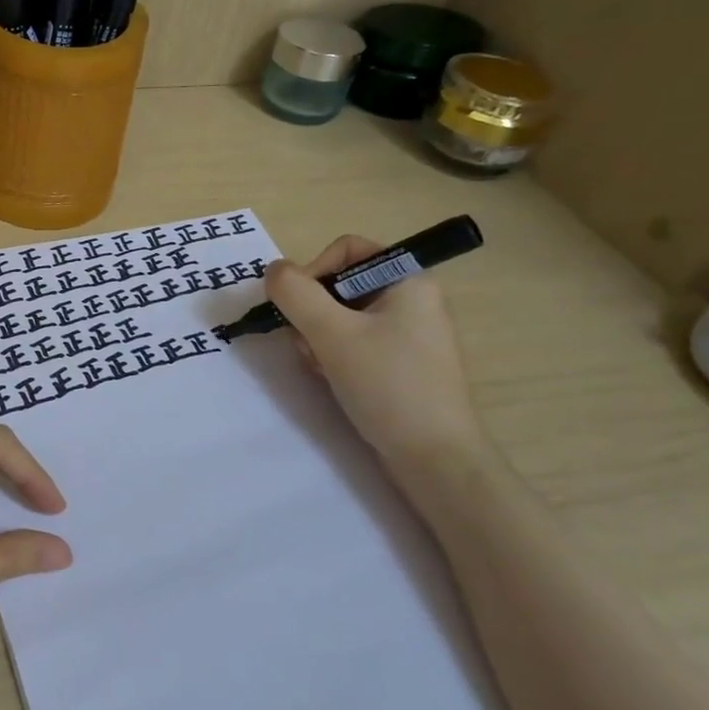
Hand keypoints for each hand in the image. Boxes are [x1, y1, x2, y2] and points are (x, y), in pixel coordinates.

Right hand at [265, 235, 487, 468]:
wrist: (435, 459)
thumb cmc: (388, 384)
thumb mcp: (331, 333)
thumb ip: (295, 294)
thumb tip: (273, 271)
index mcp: (408, 280)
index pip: (347, 250)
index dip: (314, 270)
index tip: (297, 307)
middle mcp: (411, 300)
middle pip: (339, 285)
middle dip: (312, 313)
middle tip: (307, 344)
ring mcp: (407, 335)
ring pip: (341, 317)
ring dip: (318, 338)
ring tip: (321, 368)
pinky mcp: (400, 365)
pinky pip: (354, 344)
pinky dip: (334, 356)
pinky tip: (332, 380)